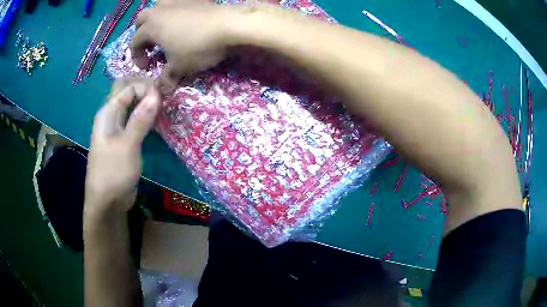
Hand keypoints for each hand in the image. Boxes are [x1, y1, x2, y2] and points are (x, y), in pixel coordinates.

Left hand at [85, 78, 160, 215]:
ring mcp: (117, 128)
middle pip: (128, 92)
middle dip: (146, 89)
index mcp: (107, 112)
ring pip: (132, 106)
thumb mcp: (127, 145)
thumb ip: (140, 119)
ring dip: (147, 102)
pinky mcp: (124, 139)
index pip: (128, 87)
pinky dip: (146, 116)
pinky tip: (157, 119)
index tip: (164, 96)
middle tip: (164, 96)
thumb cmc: (113, 173)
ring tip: (165, 106)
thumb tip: (156, 94)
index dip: (146, 87)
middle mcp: (111, 116)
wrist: (107, 202)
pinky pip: (135, 120)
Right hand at [132, 4, 235, 89]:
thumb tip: (161, 89)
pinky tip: (183, 16)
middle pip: (142, 19)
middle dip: (141, 33)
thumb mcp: (180, 67)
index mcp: (151, 27)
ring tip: (163, 27)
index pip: (135, 42)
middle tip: (150, 45)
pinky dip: (175, 9)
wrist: (228, 25)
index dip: (137, 56)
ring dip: (155, 16)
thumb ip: (167, 77)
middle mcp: (159, 10)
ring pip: (158, 5)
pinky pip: (178, 0)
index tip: (146, 67)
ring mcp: (177, 1)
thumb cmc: (197, 47)